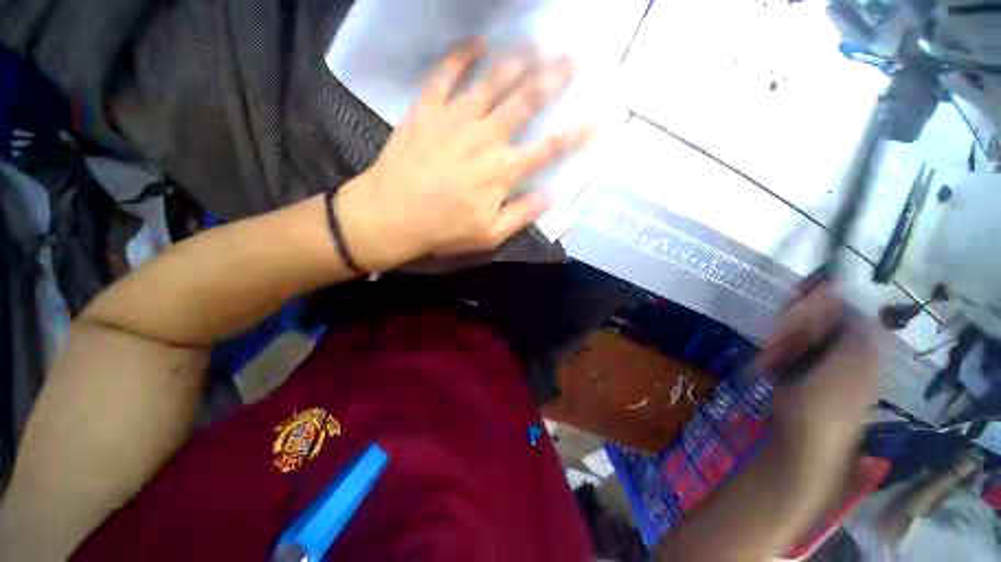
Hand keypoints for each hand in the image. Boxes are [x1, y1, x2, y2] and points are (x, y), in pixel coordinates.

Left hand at [336, 39, 589, 270]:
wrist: (392, 214)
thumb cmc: (443, 229)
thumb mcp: (489, 234)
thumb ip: (522, 214)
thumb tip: (551, 195)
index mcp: (503, 170)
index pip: (548, 148)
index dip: (575, 135)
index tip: (597, 120)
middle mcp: (486, 137)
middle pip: (526, 101)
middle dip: (553, 78)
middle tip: (573, 59)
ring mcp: (456, 118)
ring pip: (493, 80)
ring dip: (519, 59)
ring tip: (537, 44)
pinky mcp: (428, 109)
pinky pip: (446, 74)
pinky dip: (462, 55)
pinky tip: (477, 43)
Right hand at [760, 286, 879, 478]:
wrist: (805, 444)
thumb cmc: (822, 403)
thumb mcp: (837, 360)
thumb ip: (838, 323)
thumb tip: (832, 287)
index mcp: (863, 346)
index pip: (844, 307)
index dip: (819, 301)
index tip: (791, 300)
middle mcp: (849, 352)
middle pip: (820, 321)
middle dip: (793, 325)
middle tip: (775, 336)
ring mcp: (825, 365)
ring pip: (801, 337)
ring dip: (781, 342)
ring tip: (770, 357)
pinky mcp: (805, 375)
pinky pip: (791, 353)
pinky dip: (778, 355)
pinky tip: (770, 365)